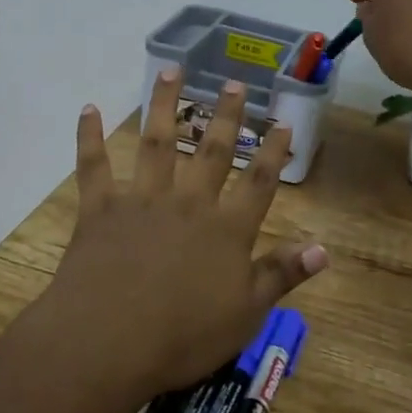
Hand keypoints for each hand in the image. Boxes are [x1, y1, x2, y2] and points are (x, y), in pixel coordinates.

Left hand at [38, 70, 328, 394]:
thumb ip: (281, 275)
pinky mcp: (101, 208)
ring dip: (165, 104)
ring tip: (171, 70)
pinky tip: (88, 109)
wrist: (109, 342)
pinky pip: (94, 165)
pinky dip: (89, 136)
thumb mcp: (246, 314)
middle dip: (225, 116)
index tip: (282, 122)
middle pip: (212, 151)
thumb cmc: (183, 336)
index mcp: (226, 229)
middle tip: (233, 83)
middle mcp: (188, 203)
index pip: (258, 182)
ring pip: (157, 142)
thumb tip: (323, 248)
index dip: (272, 151)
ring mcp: (142, 200)